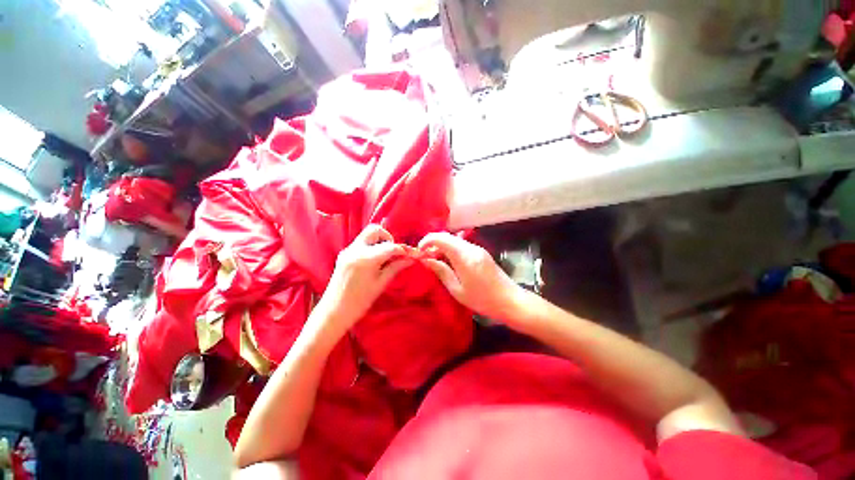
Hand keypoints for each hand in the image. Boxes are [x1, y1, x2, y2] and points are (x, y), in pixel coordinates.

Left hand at [312, 225, 411, 338]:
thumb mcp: (381, 284)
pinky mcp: (344, 253)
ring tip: (385, 257)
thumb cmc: (360, 301)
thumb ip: (396, 267)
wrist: (334, 311)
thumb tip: (411, 259)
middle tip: (393, 252)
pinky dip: (371, 246)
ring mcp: (348, 250)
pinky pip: (361, 242)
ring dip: (379, 241)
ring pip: (367, 234)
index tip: (411, 254)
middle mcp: (355, 249)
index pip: (390, 246)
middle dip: (388, 237)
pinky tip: (375, 260)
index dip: (403, 249)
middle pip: (375, 230)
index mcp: (366, 259)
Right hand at [418, 232, 523, 321]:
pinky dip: (451, 249)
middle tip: (425, 257)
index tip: (419, 252)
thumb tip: (426, 260)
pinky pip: (461, 245)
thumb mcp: (457, 290)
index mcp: (464, 256)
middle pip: (447, 236)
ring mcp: (477, 249)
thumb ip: (441, 271)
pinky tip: (449, 262)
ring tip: (435, 260)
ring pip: (454, 239)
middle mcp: (471, 247)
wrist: (510, 301)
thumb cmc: (482, 300)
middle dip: (433, 243)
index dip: (427, 241)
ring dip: (442, 246)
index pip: (441, 238)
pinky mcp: (481, 252)